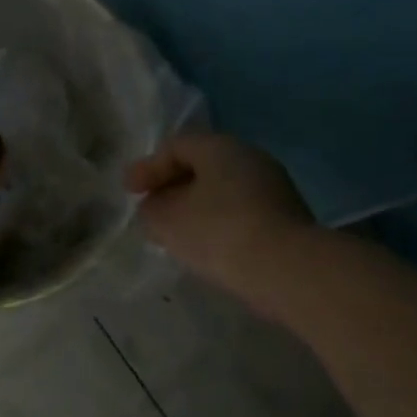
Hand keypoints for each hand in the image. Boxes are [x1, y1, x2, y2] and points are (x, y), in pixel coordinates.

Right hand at [124, 134, 314, 297]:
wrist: (287, 269)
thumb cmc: (219, 232)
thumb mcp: (168, 220)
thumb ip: (152, 209)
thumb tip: (155, 207)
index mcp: (221, 147)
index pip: (177, 146)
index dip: (148, 167)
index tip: (129, 193)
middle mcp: (251, 158)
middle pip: (202, 166)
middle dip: (172, 186)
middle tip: (152, 208)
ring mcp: (274, 188)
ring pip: (222, 190)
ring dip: (195, 207)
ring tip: (176, 231)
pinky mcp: (286, 218)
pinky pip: (240, 211)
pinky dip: (217, 222)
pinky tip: (206, 246)